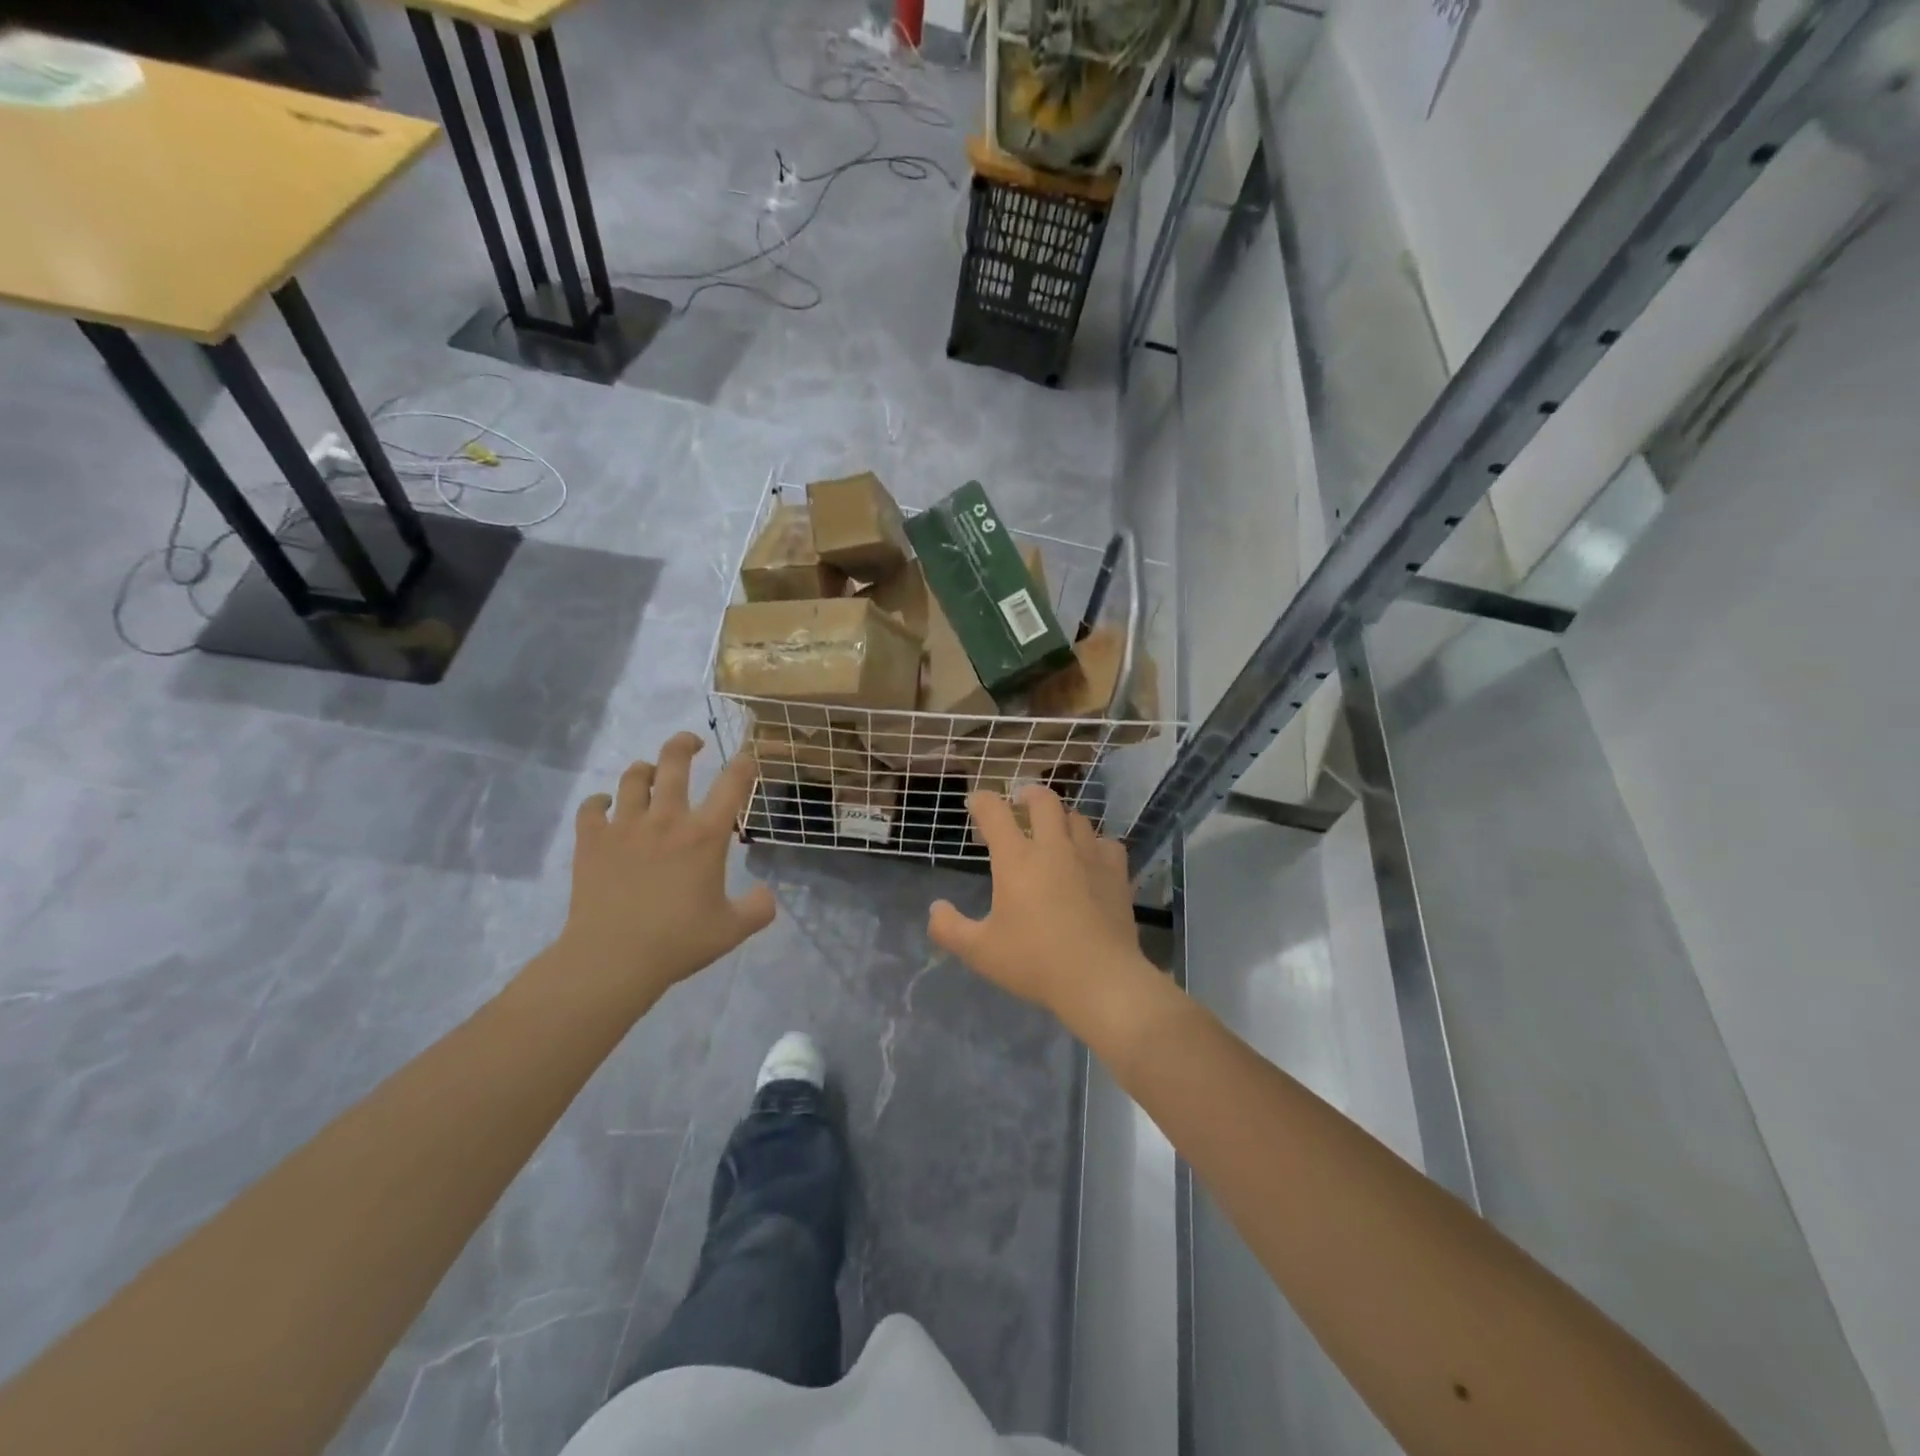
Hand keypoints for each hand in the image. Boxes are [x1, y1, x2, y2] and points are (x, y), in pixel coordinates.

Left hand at [553, 732, 775, 1006]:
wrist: (613, 958)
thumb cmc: (678, 941)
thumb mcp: (733, 929)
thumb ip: (759, 908)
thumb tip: (767, 894)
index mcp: (705, 835)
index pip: (732, 784)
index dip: (744, 764)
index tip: (748, 757)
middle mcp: (666, 819)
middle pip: (674, 762)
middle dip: (685, 744)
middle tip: (693, 743)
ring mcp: (625, 826)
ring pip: (633, 778)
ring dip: (644, 770)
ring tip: (649, 774)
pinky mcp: (592, 841)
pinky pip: (592, 807)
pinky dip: (599, 801)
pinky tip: (605, 806)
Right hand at [928, 786, 1148, 1023]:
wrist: (1099, 980)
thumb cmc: (1034, 962)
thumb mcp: (979, 952)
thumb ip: (949, 928)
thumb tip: (935, 908)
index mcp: (1016, 859)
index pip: (995, 812)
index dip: (982, 801)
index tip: (976, 802)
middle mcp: (1053, 847)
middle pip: (1043, 801)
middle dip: (1028, 794)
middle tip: (1021, 801)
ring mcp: (1089, 857)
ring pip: (1077, 818)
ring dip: (1062, 818)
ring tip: (1055, 829)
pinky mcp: (1116, 874)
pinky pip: (1107, 843)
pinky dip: (1096, 843)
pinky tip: (1092, 857)